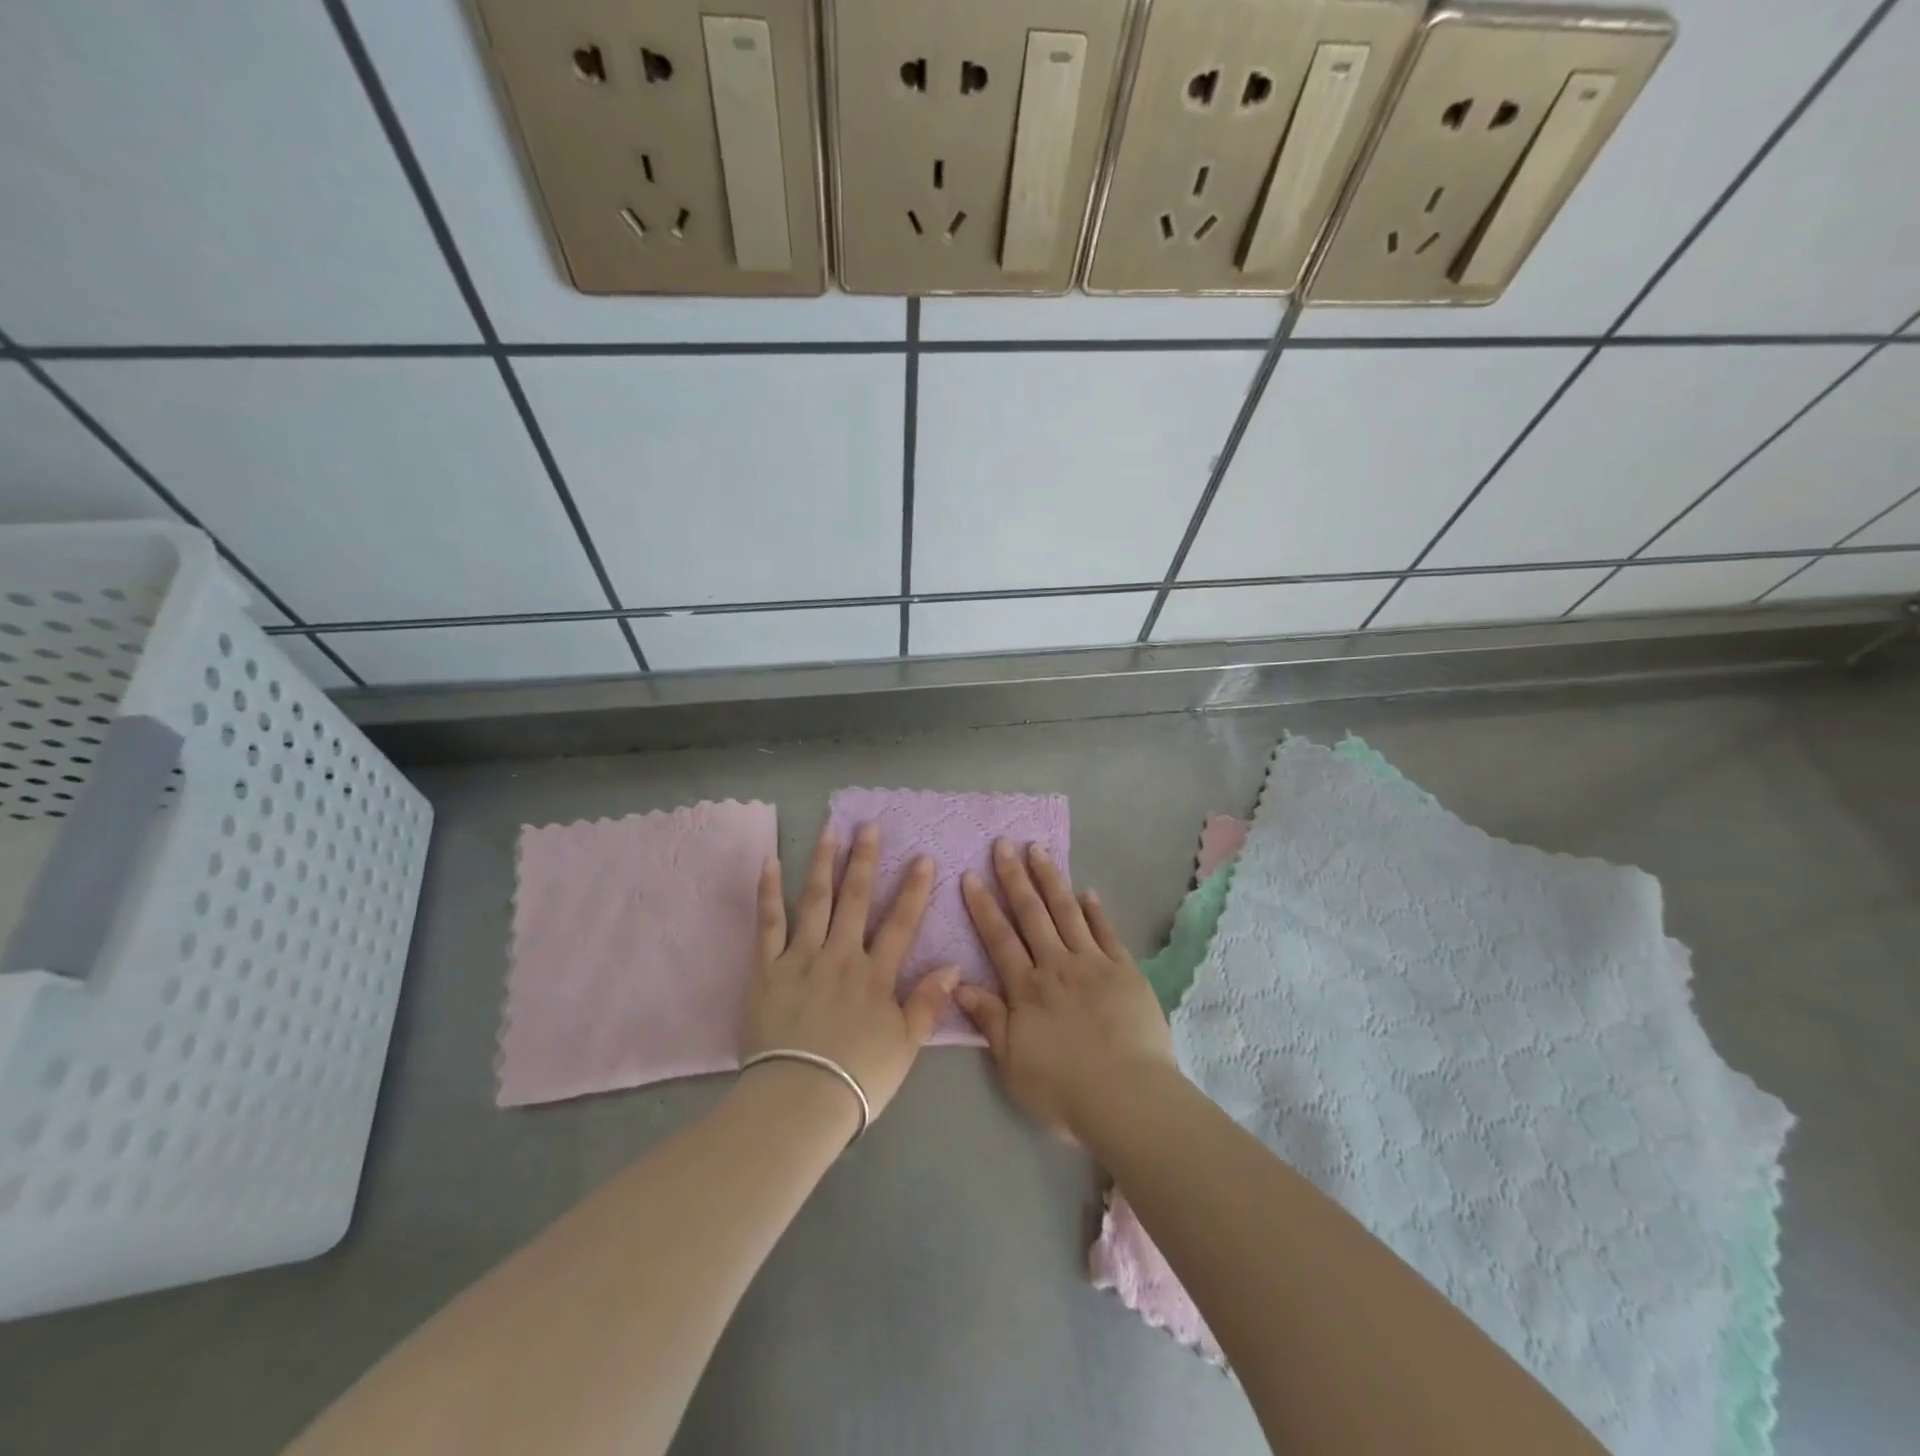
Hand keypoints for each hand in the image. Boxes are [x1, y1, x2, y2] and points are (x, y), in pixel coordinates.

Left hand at [743, 822, 957, 1121]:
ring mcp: (801, 959)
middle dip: (865, 860)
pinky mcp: (767, 970)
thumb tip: (952, 965)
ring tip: (830, 830)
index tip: (923, 857)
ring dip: (823, 863)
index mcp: (875, 975)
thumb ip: (928, 1003)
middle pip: (855, 900)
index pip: (900, 923)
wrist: (800, 1100)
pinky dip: (768, 893)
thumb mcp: (906, 1046)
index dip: (914, 890)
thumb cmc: (858, 1078)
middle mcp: (840, 956)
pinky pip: (768, 925)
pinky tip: (770, 864)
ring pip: (815, 901)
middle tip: (869, 826)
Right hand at [956, 838, 1174, 1138]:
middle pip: (1031, 914)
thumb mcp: (1012, 1063)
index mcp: (1026, 989)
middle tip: (1003, 844)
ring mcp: (1093, 964)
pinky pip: (1107, 932)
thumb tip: (958, 984)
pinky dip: (1096, 910)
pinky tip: (1088, 891)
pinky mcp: (1125, 971)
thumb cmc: (1064, 1089)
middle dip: (1014, 877)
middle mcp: (1056, 966)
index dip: (983, 906)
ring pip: (1067, 912)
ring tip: (1038, 850)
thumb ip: (989, 1020)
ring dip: (1051, 880)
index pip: (999, 938)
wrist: (1128, 1098)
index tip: (971, 875)